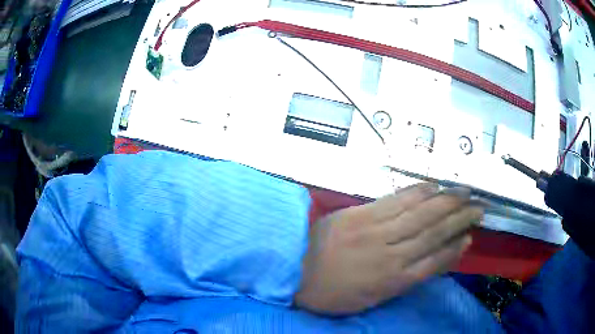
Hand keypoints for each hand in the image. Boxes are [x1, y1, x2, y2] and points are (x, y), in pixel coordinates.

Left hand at [294, 183, 480, 314]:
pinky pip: (397, 199)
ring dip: (447, 201)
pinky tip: (434, 186)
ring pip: (421, 213)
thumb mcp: (367, 300)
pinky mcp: (362, 213)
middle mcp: (391, 254)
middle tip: (479, 207)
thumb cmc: (330, 293)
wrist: (292, 269)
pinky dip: (419, 192)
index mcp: (391, 282)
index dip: (455, 249)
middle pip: (434, 232)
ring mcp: (377, 230)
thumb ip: (398, 282)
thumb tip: (425, 262)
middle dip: (460, 218)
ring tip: (465, 192)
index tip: (470, 237)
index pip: (434, 262)